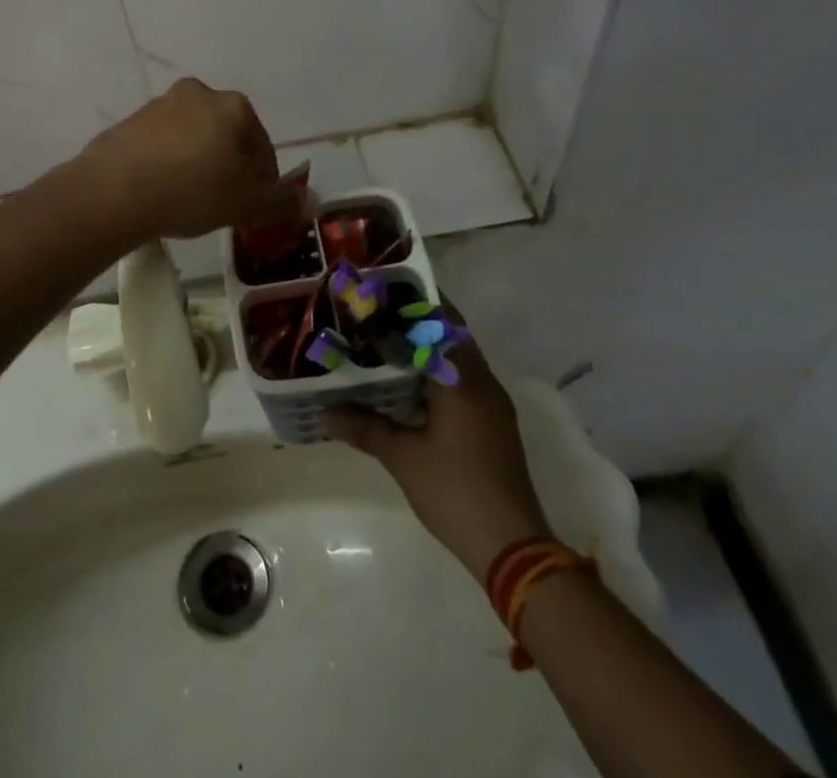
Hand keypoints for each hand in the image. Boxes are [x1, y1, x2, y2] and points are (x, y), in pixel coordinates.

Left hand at [83, 79, 310, 240]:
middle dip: (230, 167)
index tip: (255, 206)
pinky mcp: (129, 122)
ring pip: (193, 138)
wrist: (114, 190)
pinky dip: (168, 164)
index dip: (264, 180)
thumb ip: (281, 202)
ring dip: (198, 163)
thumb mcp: (246, 203)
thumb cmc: (192, 190)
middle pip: (227, 136)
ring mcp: (160, 105)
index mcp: (233, 106)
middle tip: (225, 203)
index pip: (262, 145)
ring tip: (191, 200)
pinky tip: (162, 193)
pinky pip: (161, 145)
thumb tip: (312, 202)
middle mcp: (198, 94)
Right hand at [324, 309, 550, 585]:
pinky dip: (439, 372)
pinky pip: (465, 381)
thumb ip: (364, 428)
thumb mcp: (403, 458)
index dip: (414, 301)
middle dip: (418, 321)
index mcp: (463, 380)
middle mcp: (483, 382)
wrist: (513, 548)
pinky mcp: (494, 424)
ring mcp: (493, 404)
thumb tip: (323, 412)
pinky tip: (410, 384)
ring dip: (429, 347)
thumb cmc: (455, 491)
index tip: (385, 288)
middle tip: (378, 312)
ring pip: (459, 359)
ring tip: (387, 341)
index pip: (441, 321)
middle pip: (452, 335)